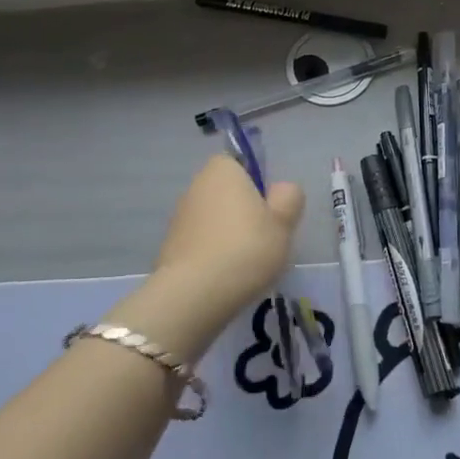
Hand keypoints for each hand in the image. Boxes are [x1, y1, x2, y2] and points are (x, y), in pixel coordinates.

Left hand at [153, 154, 304, 330]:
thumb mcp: (283, 223)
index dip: (258, 184)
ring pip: (214, 218)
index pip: (242, 163)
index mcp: (222, 169)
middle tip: (265, 238)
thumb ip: (289, 198)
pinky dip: (213, 254)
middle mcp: (196, 185)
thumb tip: (280, 189)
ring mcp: (179, 216)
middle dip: (244, 211)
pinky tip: (226, 276)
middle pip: (228, 192)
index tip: (270, 211)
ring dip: (228, 234)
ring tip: (247, 263)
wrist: (194, 294)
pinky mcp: (171, 246)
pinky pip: (201, 242)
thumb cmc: (246, 249)